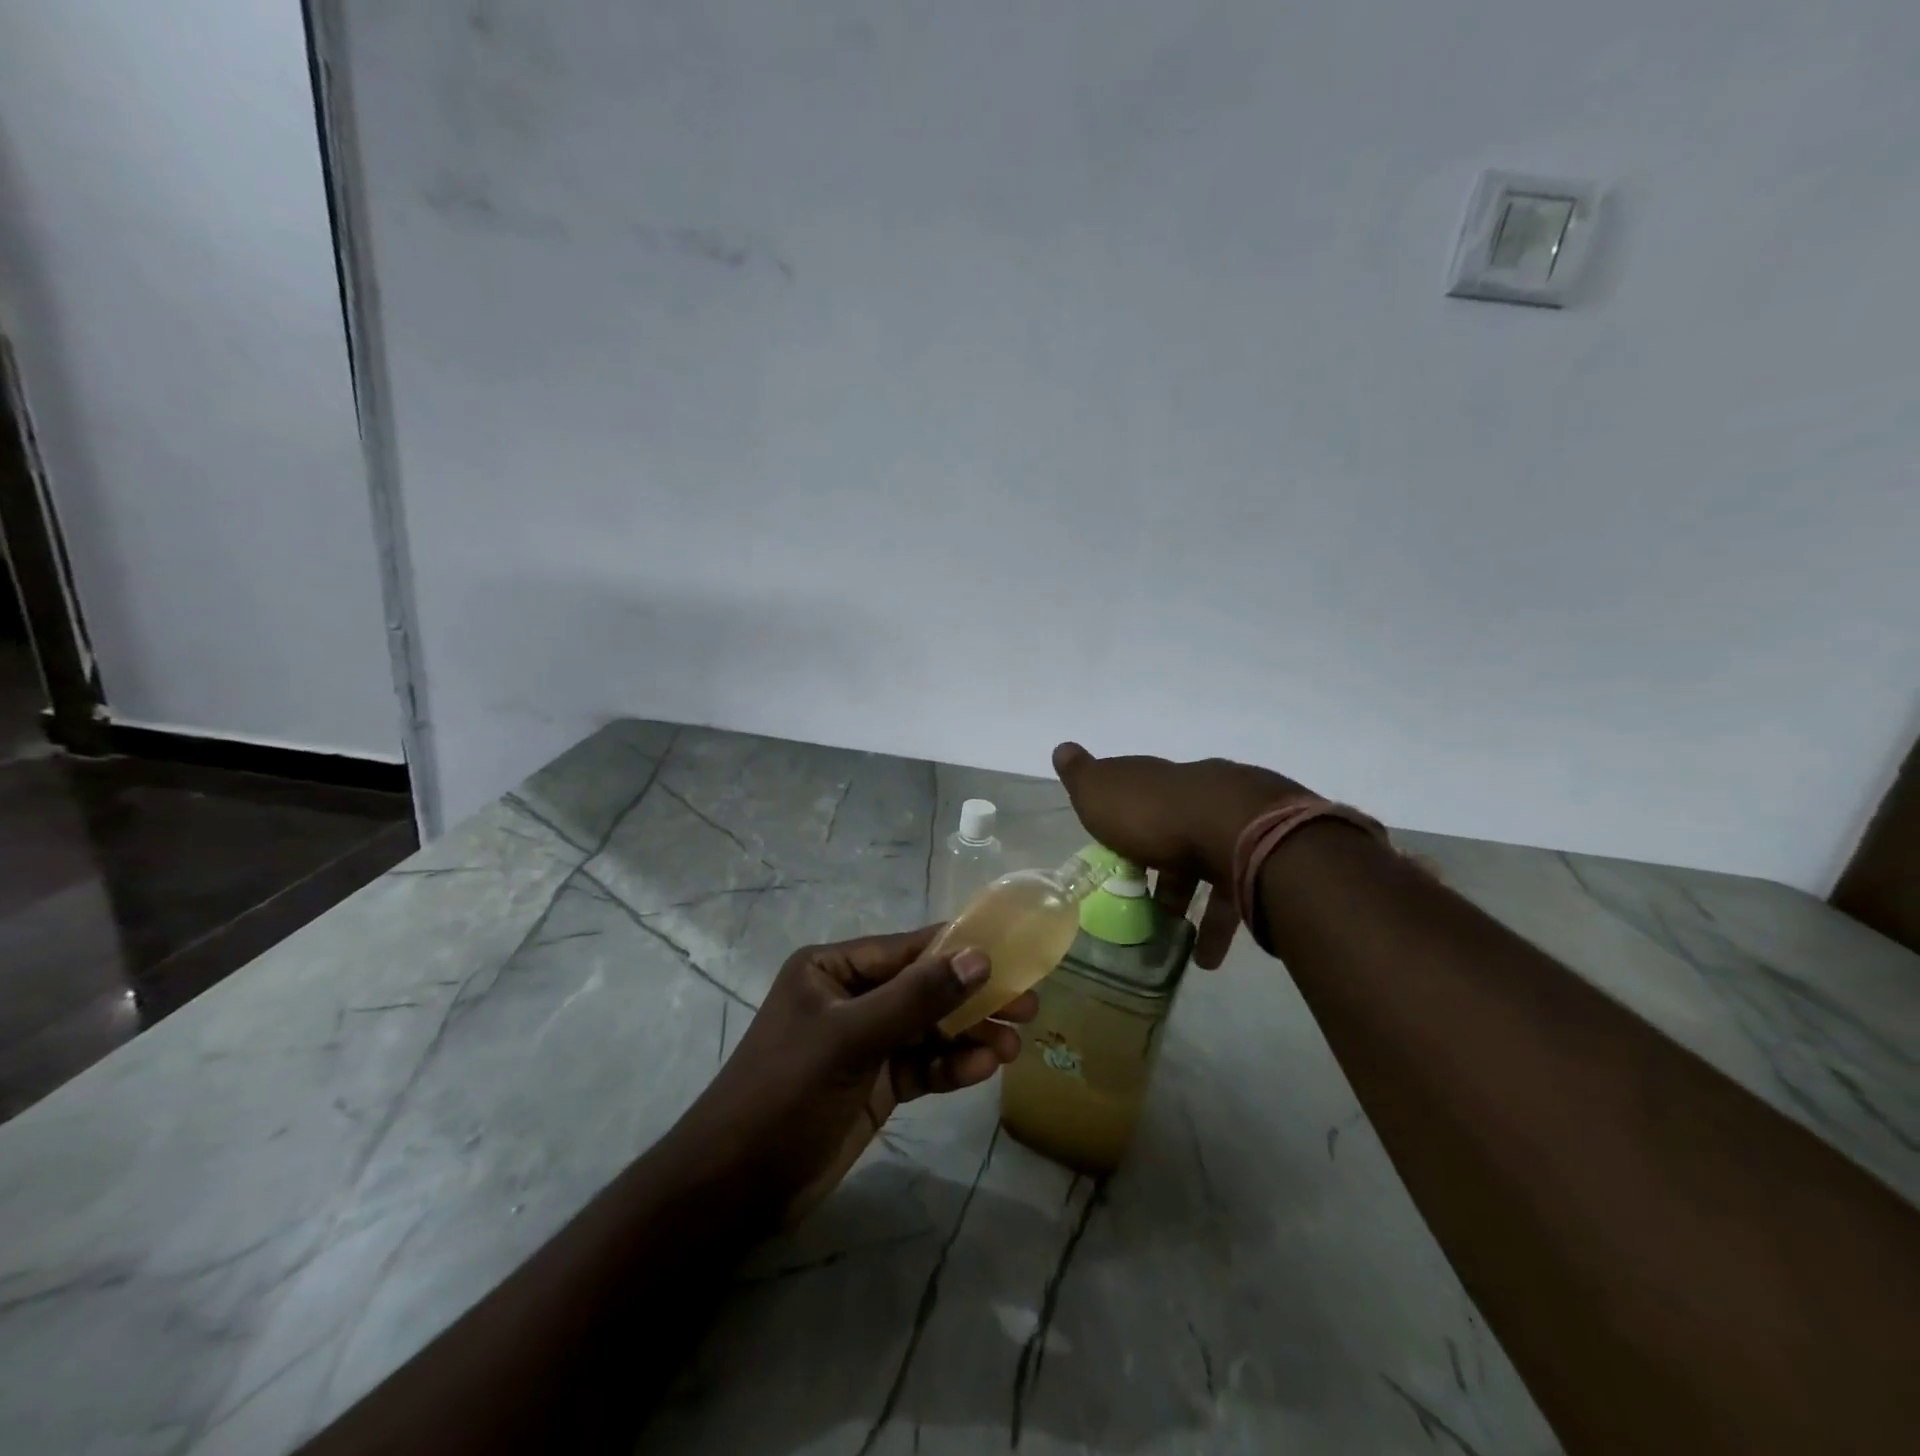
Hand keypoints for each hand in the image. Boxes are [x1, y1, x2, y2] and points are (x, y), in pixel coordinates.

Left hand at [674, 926, 1037, 1225]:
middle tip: (1028, 1006)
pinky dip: (951, 1067)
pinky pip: (922, 1065)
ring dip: (969, 1036)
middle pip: (924, 989)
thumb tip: (979, 959)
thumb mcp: (850, 1039)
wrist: (734, 1188)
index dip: (960, 951)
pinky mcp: (875, 1084)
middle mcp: (851, 997)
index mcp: (833, 969)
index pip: (908, 949)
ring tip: (1013, 1047)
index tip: (1013, 957)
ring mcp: (864, 1043)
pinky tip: (983, 1069)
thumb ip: (916, 998)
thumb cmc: (784, 1093)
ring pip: (929, 1029)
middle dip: (973, 999)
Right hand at [1052, 742, 1309, 967]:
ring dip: (1190, 902)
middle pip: (1176, 830)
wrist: (1237, 828)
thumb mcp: (1101, 792)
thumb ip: (1081, 776)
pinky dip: (1219, 926)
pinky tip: (1207, 956)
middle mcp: (1199, 795)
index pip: (1139, 792)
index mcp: (1160, 781)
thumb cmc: (1154, 814)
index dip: (1125, 820)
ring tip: (1174, 941)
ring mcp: (1236, 825)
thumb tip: (1062, 748)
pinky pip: (1235, 894)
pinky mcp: (1263, 859)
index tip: (1114, 850)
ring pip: (1208, 863)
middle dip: (1161, 866)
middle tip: (1144, 902)